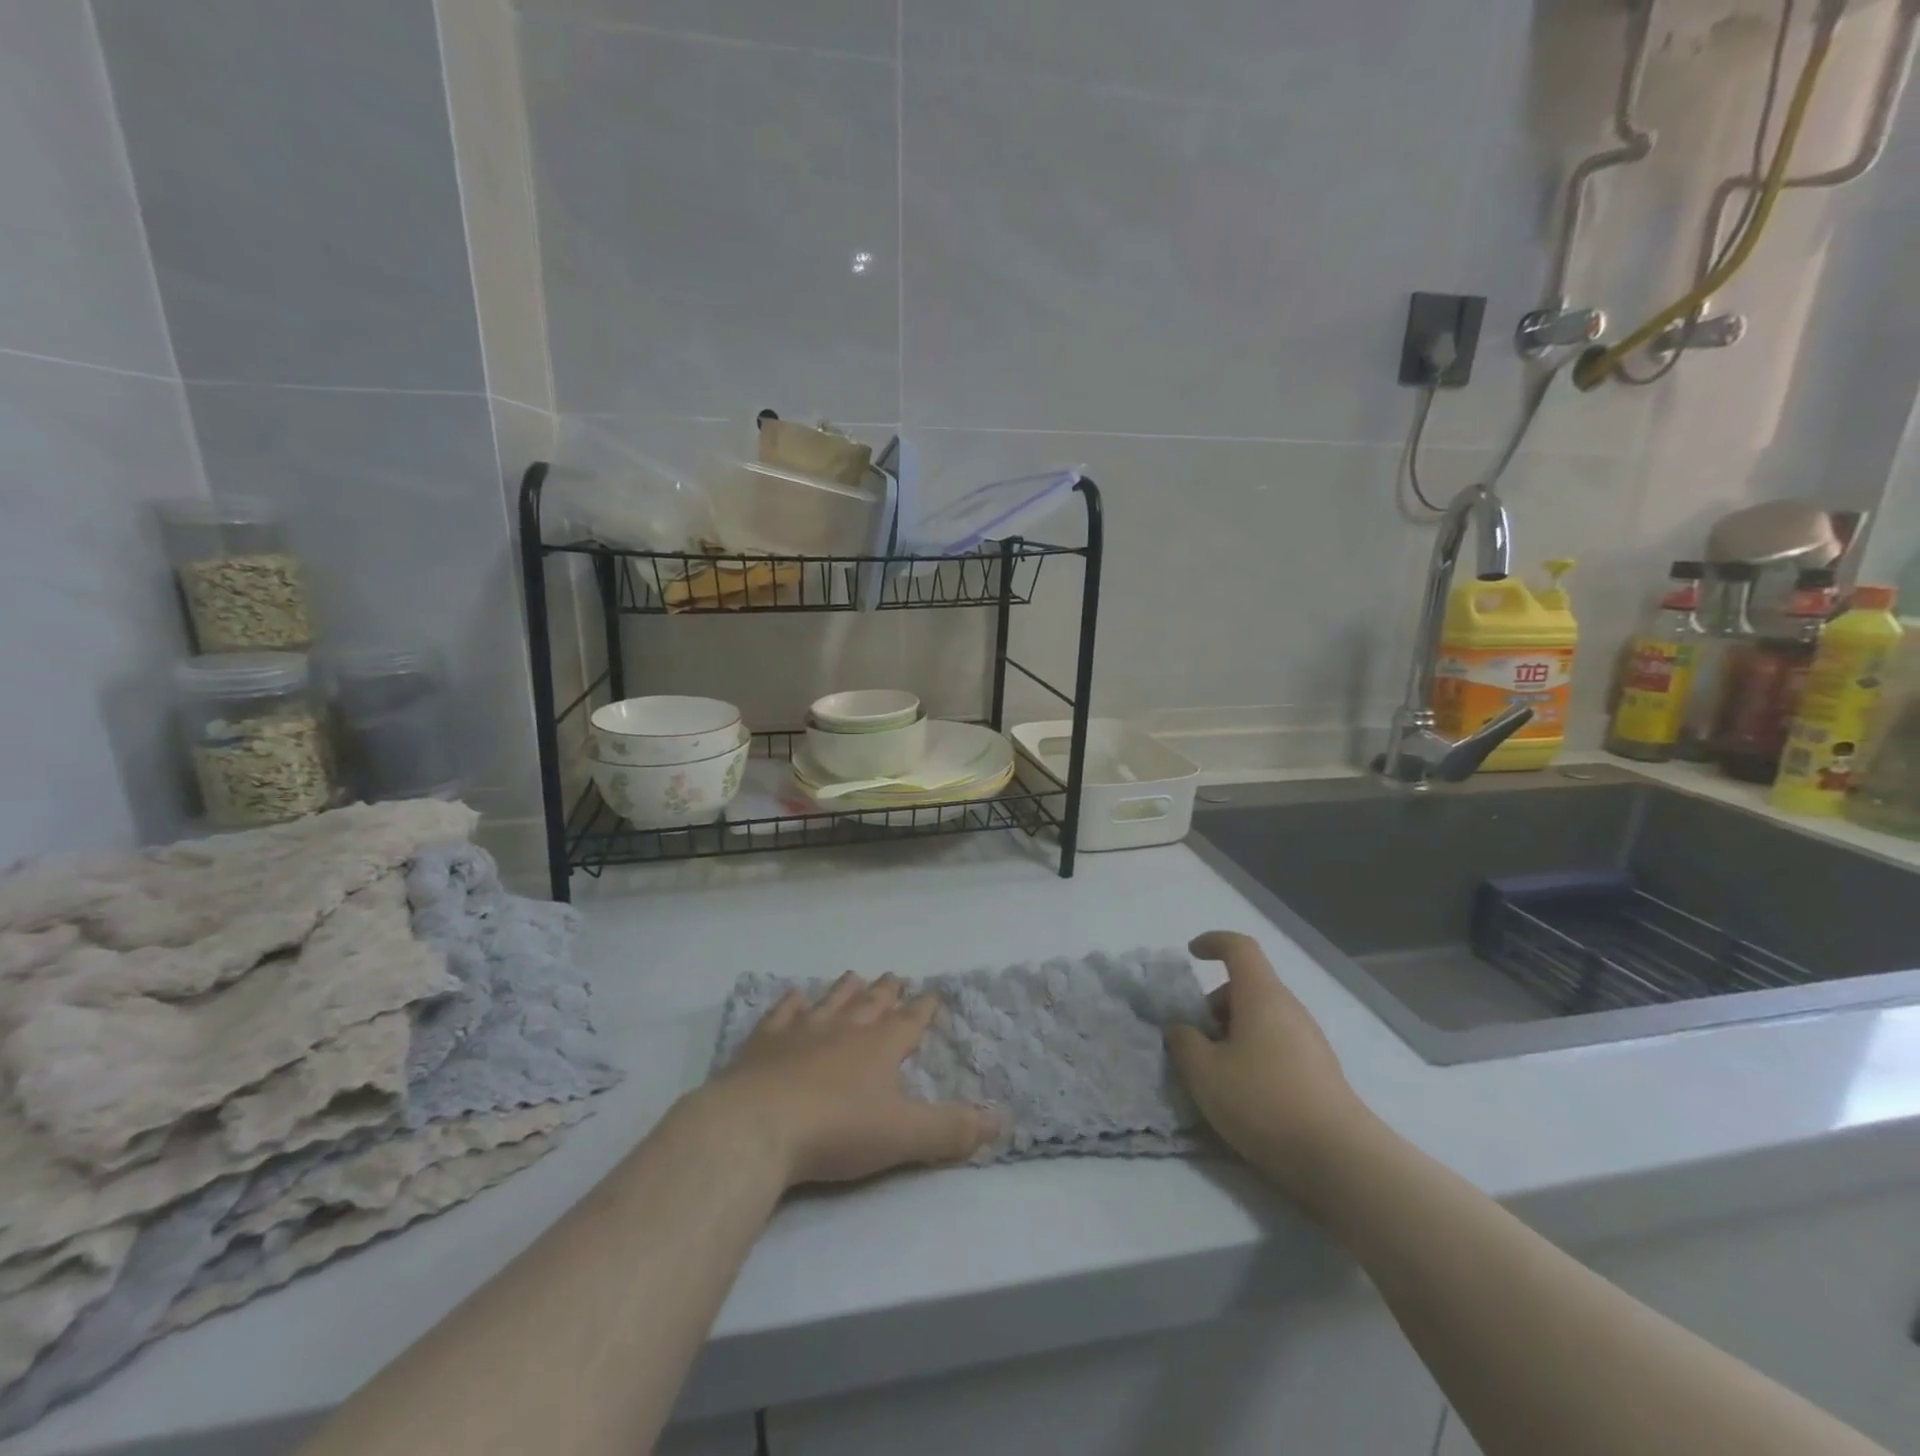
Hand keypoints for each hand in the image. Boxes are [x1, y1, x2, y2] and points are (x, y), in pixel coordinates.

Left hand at [706, 972, 998, 1187]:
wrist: (757, 1126)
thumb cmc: (837, 1131)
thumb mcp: (903, 1136)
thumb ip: (951, 1130)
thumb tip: (1001, 1122)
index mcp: (880, 1046)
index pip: (909, 1020)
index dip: (923, 1009)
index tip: (932, 994)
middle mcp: (844, 1028)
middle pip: (871, 1003)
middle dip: (886, 991)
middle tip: (894, 976)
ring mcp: (801, 1030)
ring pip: (830, 1000)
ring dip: (844, 989)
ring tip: (854, 976)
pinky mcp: (764, 1042)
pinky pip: (782, 1013)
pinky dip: (790, 1003)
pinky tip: (793, 995)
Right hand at [1165, 932, 1373, 1209]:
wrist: (1339, 1158)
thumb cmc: (1263, 1101)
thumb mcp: (1204, 1073)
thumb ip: (1183, 1042)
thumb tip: (1180, 1028)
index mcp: (1261, 996)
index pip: (1240, 948)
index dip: (1214, 942)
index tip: (1192, 954)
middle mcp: (1289, 1008)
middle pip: (1248, 987)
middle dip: (1215, 1004)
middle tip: (1195, 1039)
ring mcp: (1310, 1040)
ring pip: (1262, 1017)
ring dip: (1233, 1032)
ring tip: (1215, 1071)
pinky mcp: (1320, 1071)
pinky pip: (1278, 1043)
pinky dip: (1254, 1052)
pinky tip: (1244, 1092)